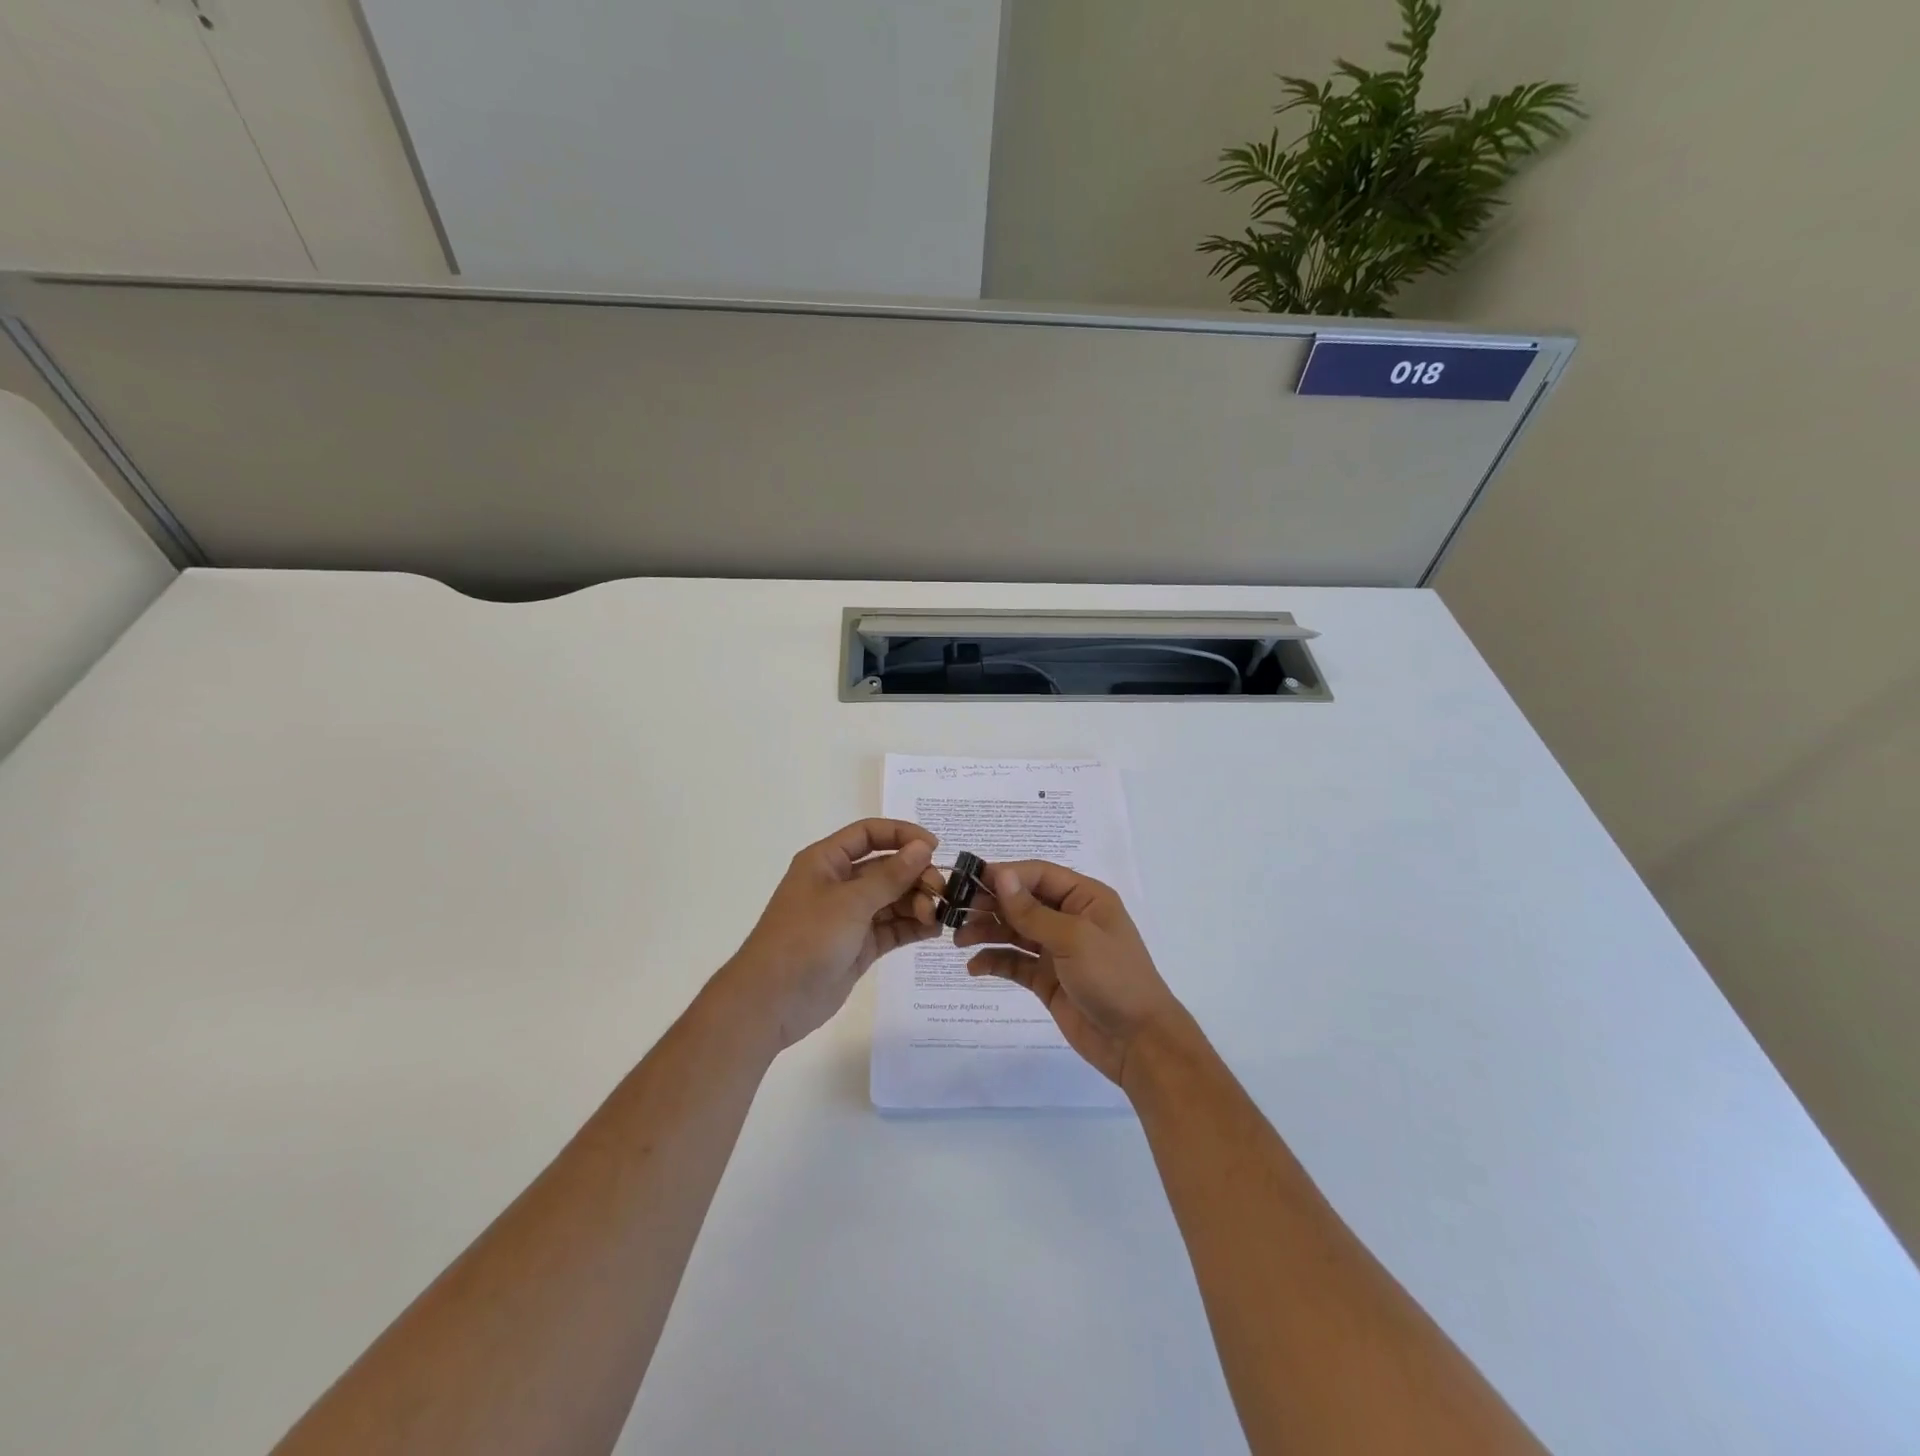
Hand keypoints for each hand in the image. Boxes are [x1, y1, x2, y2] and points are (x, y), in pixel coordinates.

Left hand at [719, 819, 944, 1049]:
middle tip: (940, 892)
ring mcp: (850, 916)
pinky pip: (892, 928)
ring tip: (936, 916)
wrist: (772, 1001)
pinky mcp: (859, 945)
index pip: (869, 834)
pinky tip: (933, 930)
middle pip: (886, 867)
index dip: (902, 835)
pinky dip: (913, 927)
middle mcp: (839, 883)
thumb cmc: (806, 938)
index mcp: (826, 861)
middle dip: (915, 876)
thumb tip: (923, 847)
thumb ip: (891, 875)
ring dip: (917, 902)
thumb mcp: (851, 902)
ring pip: (893, 899)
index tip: (934, 847)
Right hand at [956, 862, 1187, 1086]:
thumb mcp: (1073, 938)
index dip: (1005, 875)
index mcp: (1085, 898)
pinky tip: (974, 967)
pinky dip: (994, 961)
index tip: (969, 880)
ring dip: (987, 931)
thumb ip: (1032, 910)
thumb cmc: (1112, 978)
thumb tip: (1001, 875)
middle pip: (1022, 901)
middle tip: (955, 912)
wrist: (1138, 1042)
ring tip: (958, 940)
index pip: (1038, 874)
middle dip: (990, 904)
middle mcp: (1070, 918)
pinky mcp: (1048, 979)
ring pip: (1014, 931)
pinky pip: (1015, 962)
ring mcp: (1058, 950)